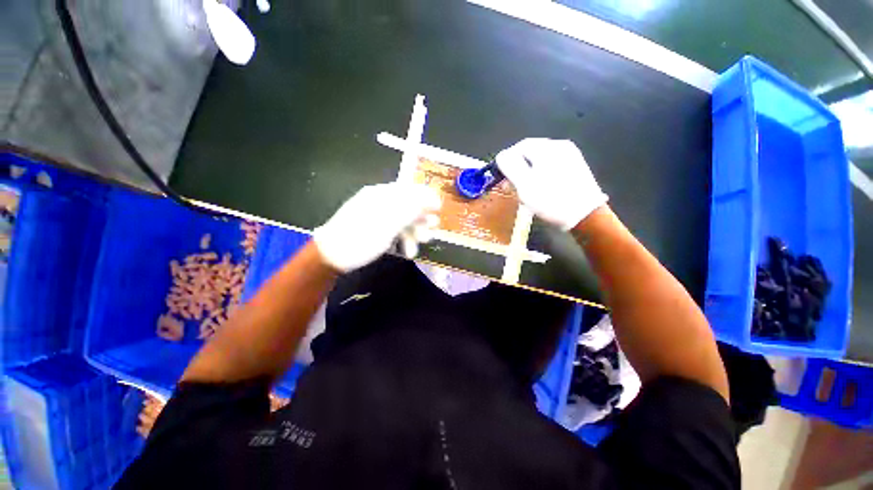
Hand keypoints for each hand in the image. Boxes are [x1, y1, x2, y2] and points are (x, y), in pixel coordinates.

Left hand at [313, 183, 441, 271]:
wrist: (331, 256)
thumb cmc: (360, 238)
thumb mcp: (388, 223)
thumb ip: (411, 210)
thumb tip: (431, 198)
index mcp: (382, 194)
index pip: (410, 189)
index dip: (427, 198)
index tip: (439, 210)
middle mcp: (381, 201)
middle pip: (408, 206)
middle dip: (421, 220)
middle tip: (430, 234)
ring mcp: (377, 215)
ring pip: (403, 220)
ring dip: (414, 232)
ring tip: (419, 246)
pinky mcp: (375, 228)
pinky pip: (395, 230)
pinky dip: (403, 239)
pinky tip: (407, 251)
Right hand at [495, 138, 607, 229]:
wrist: (585, 216)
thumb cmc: (550, 200)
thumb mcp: (524, 184)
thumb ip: (510, 166)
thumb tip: (501, 155)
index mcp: (548, 148)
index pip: (520, 146)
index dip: (507, 160)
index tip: (501, 176)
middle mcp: (560, 146)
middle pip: (531, 153)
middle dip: (517, 168)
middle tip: (510, 185)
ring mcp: (570, 156)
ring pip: (540, 161)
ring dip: (527, 173)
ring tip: (523, 190)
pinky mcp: (575, 168)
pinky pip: (551, 167)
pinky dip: (540, 175)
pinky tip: (539, 189)